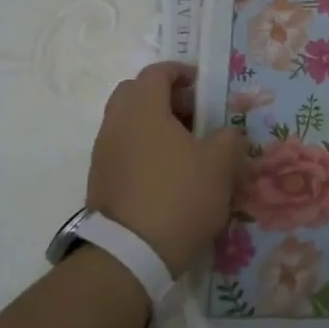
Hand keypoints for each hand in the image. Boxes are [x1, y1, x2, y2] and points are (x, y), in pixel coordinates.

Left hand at [87, 61, 247, 276]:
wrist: (130, 256)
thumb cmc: (179, 197)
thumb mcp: (220, 165)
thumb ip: (229, 138)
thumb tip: (227, 133)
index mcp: (143, 109)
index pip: (156, 72)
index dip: (181, 72)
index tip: (202, 85)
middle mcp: (116, 124)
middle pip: (134, 93)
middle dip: (163, 96)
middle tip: (192, 113)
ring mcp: (103, 154)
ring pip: (126, 122)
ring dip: (153, 124)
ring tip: (184, 147)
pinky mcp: (99, 181)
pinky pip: (122, 149)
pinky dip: (142, 148)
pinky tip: (167, 173)